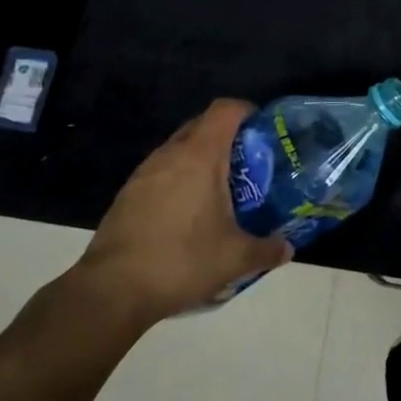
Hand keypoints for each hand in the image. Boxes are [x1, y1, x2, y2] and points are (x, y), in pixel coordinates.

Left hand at [69, 99, 291, 325]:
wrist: (112, 291)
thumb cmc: (181, 260)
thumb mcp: (235, 258)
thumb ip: (267, 249)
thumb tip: (288, 248)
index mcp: (200, 156)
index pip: (225, 110)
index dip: (247, 111)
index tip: (264, 130)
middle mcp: (170, 154)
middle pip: (202, 125)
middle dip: (227, 137)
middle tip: (249, 163)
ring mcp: (144, 173)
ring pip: (179, 150)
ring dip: (201, 160)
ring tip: (221, 191)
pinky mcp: (127, 195)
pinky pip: (161, 173)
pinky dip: (179, 181)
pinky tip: (189, 215)